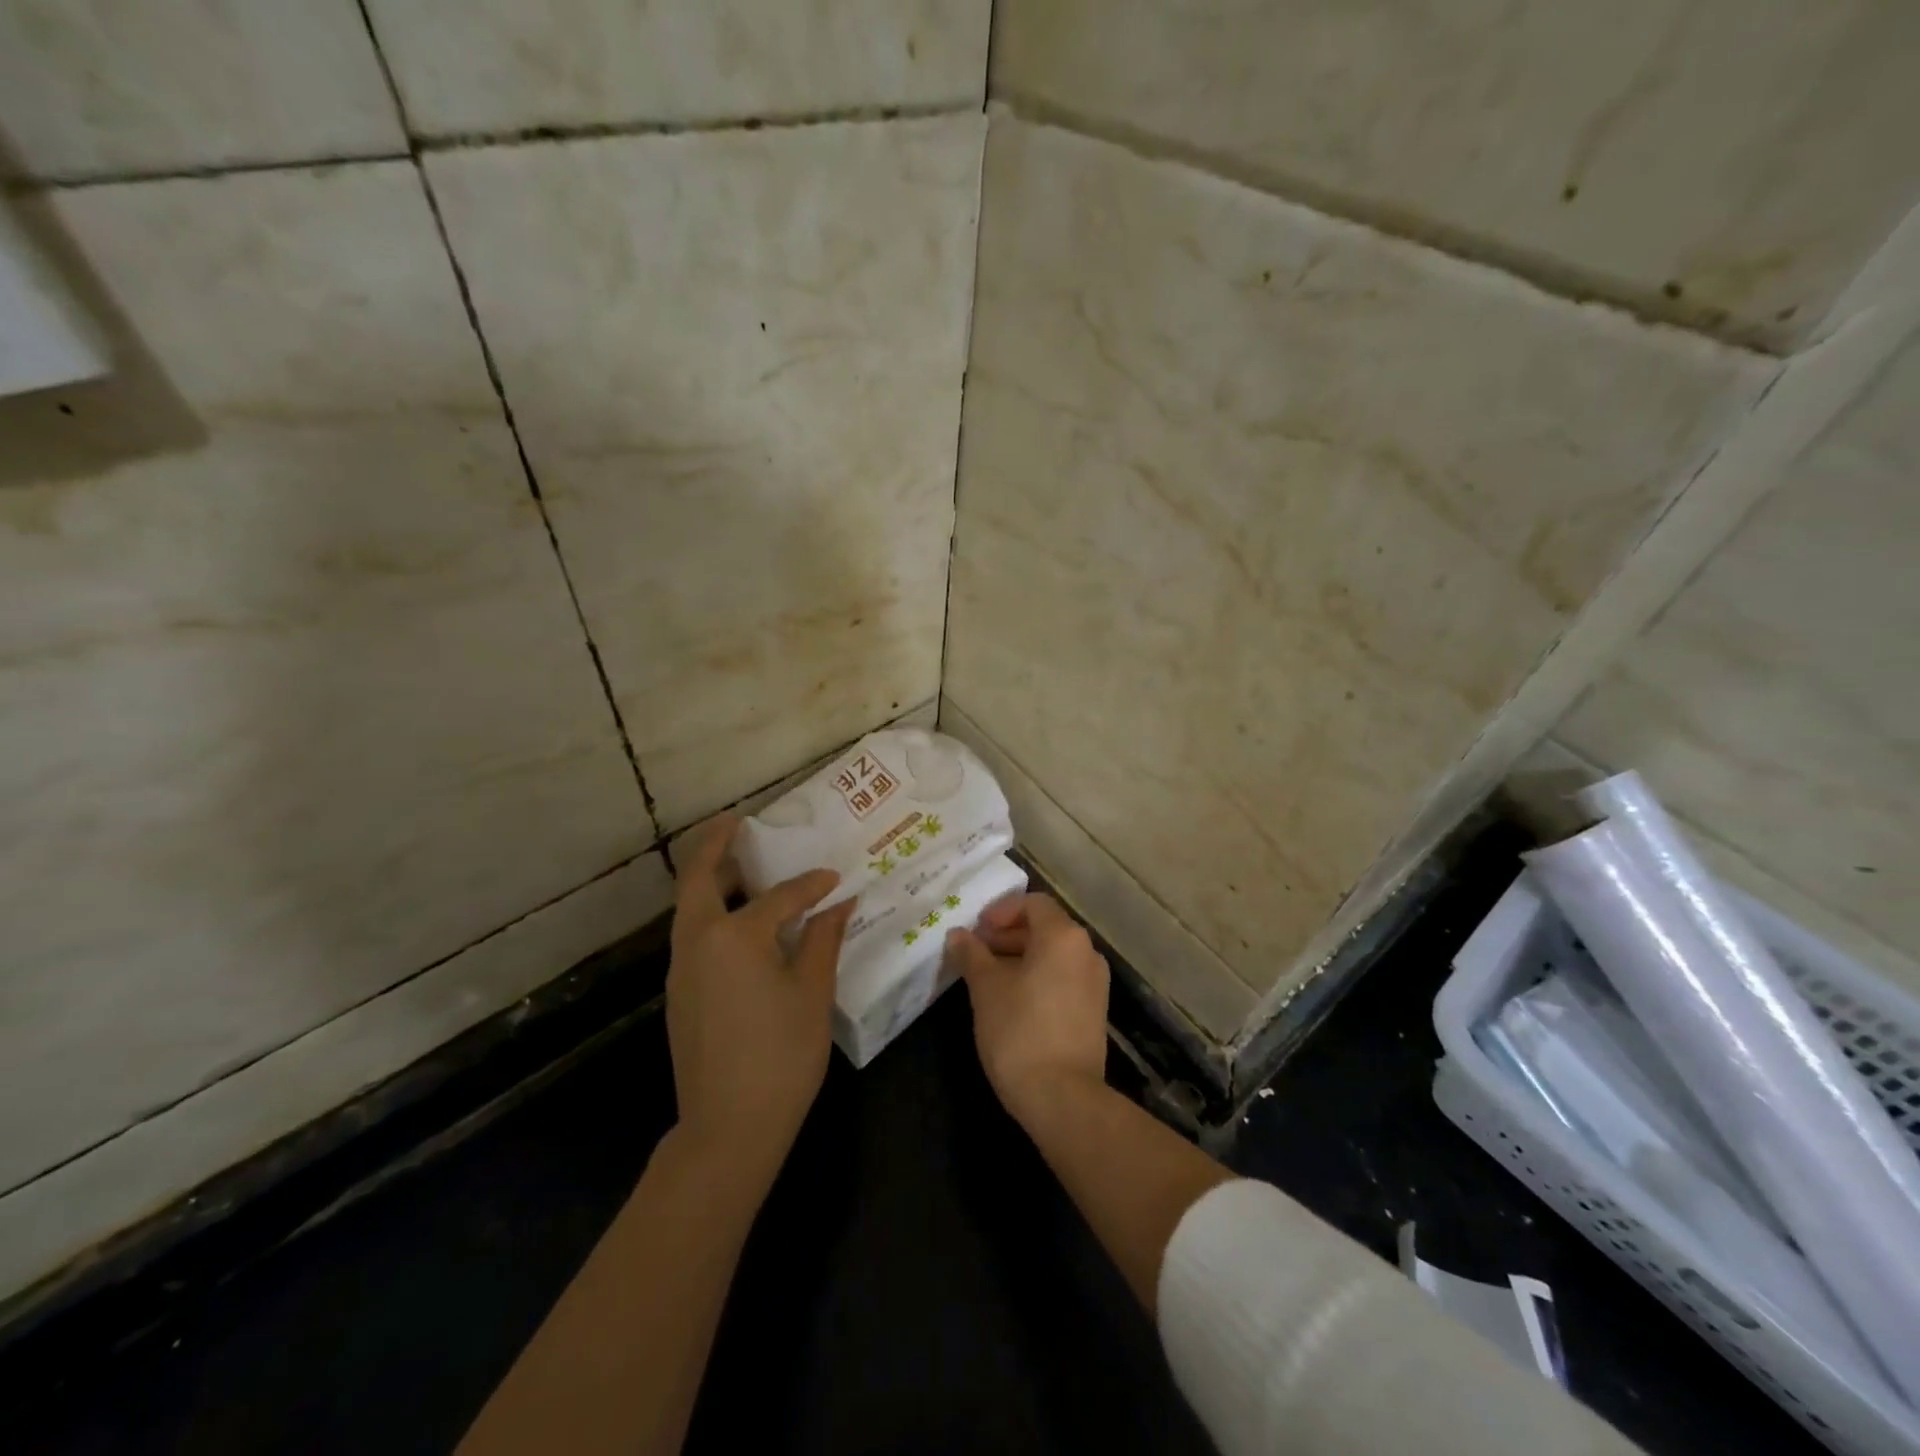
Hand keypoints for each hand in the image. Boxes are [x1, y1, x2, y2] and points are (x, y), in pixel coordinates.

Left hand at [667, 815, 853, 1190]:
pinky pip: (693, 934)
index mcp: (735, 937)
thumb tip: (839, 904)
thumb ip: (822, 940)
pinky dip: (710, 912)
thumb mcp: (812, 994)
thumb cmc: (780, 1057)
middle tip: (736, 822)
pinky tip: (741, 924)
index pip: (780, 897)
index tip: (835, 878)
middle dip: (714, 846)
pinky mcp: (679, 993)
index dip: (811, 885)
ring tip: (740, 866)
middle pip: (697, 879)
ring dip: (709, 879)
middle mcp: (698, 942)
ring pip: (689, 907)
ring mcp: (682, 969)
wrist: (727, 1128)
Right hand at [944, 893, 1109, 1125]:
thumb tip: (958, 935)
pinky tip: (1011, 1002)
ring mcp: (1095, 982)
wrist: (1062, 1097)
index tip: (977, 931)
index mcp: (1063, 936)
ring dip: (1020, 957)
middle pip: (1045, 927)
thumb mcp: (986, 988)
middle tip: (975, 954)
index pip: (1033, 903)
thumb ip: (971, 954)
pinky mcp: (1094, 1010)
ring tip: (987, 979)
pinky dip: (1037, 978)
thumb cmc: (1019, 1030)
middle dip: (1008, 935)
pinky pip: (1063, 978)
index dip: (1001, 911)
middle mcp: (1086, 951)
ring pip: (1053, 954)